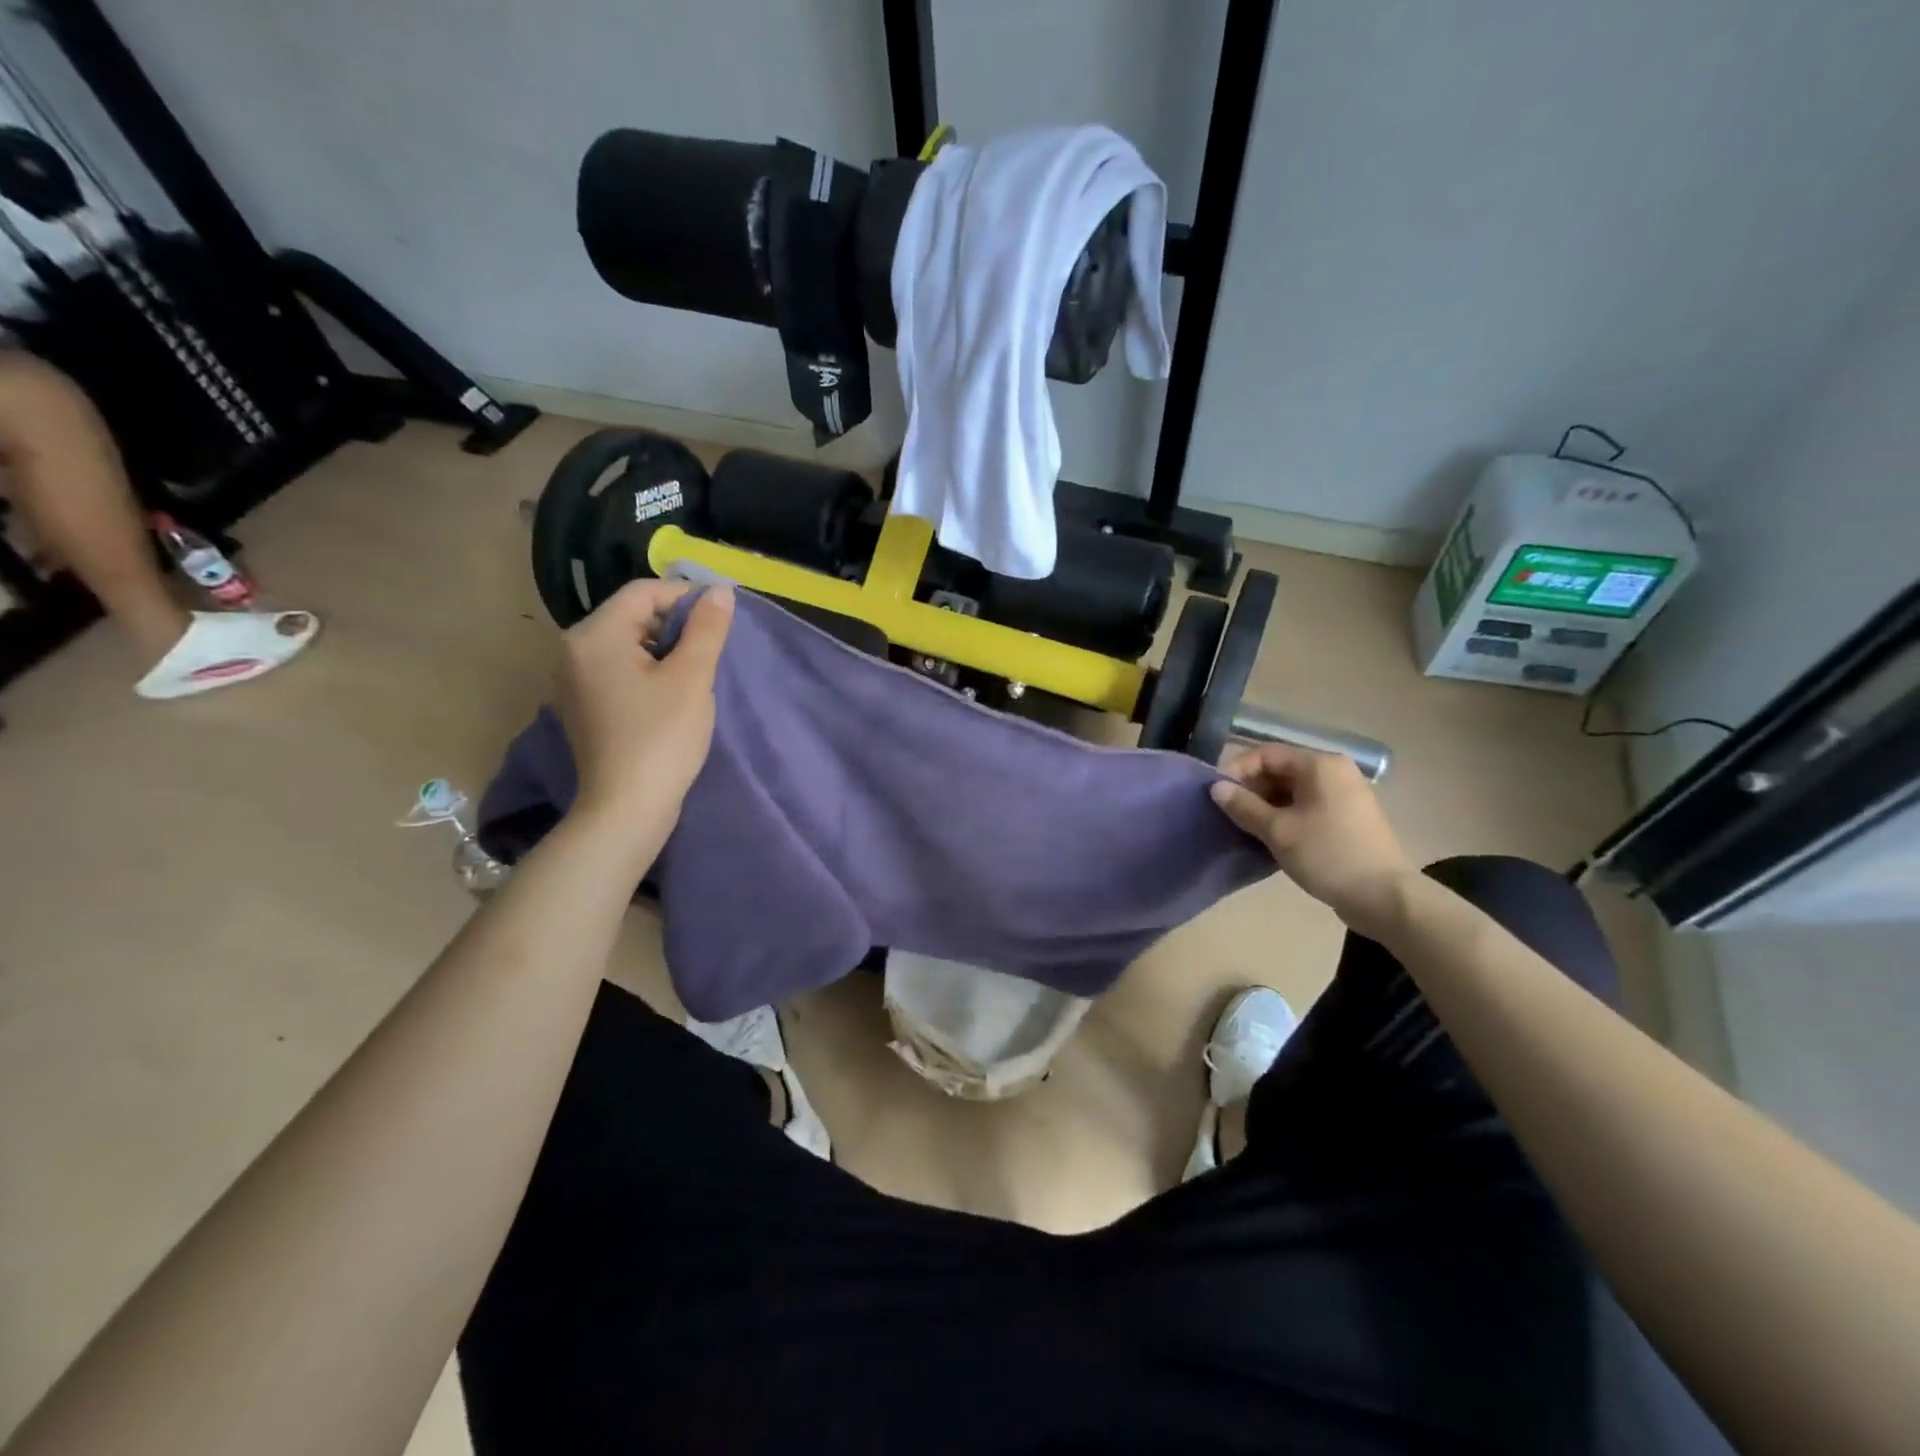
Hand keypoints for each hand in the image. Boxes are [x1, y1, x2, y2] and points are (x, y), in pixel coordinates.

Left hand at [556, 580, 733, 821]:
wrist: (627, 808)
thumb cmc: (662, 737)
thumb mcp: (692, 677)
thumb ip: (707, 628)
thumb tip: (721, 591)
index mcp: (595, 635)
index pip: (643, 592)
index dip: (687, 597)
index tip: (722, 620)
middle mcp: (573, 649)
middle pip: (632, 615)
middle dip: (675, 625)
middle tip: (711, 651)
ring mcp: (573, 679)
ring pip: (626, 643)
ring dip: (664, 649)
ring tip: (695, 674)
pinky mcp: (582, 704)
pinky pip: (617, 669)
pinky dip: (647, 670)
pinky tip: (670, 696)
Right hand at [1210, 743, 1416, 933]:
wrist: (1383, 897)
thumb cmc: (1327, 855)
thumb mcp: (1277, 831)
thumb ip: (1243, 806)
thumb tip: (1216, 788)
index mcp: (1320, 765)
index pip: (1266, 754)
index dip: (1237, 771)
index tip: (1216, 795)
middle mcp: (1335, 771)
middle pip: (1280, 770)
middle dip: (1251, 789)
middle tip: (1229, 814)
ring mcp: (1345, 795)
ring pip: (1293, 790)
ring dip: (1266, 805)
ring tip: (1245, 828)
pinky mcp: (1348, 818)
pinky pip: (1307, 806)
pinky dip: (1285, 816)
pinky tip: (1271, 837)